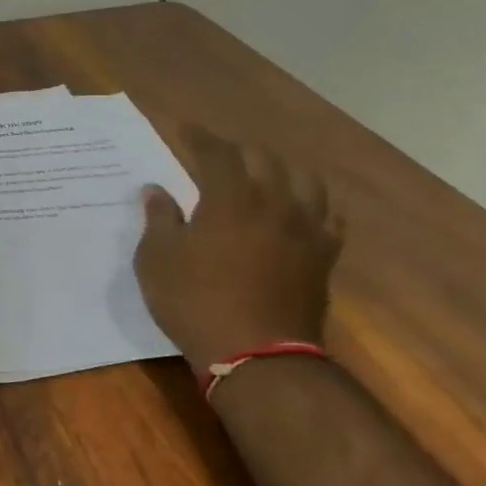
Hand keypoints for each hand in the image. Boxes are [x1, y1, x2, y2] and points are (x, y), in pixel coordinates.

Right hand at [133, 127, 343, 371]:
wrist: (258, 356)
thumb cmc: (195, 302)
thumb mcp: (157, 260)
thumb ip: (159, 219)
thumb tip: (156, 190)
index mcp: (230, 198)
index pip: (217, 152)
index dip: (200, 137)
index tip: (185, 129)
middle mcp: (274, 203)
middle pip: (264, 159)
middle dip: (238, 151)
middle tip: (218, 155)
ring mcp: (306, 230)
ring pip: (305, 181)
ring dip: (281, 170)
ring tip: (264, 175)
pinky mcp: (324, 257)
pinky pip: (329, 217)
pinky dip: (313, 204)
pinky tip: (300, 210)